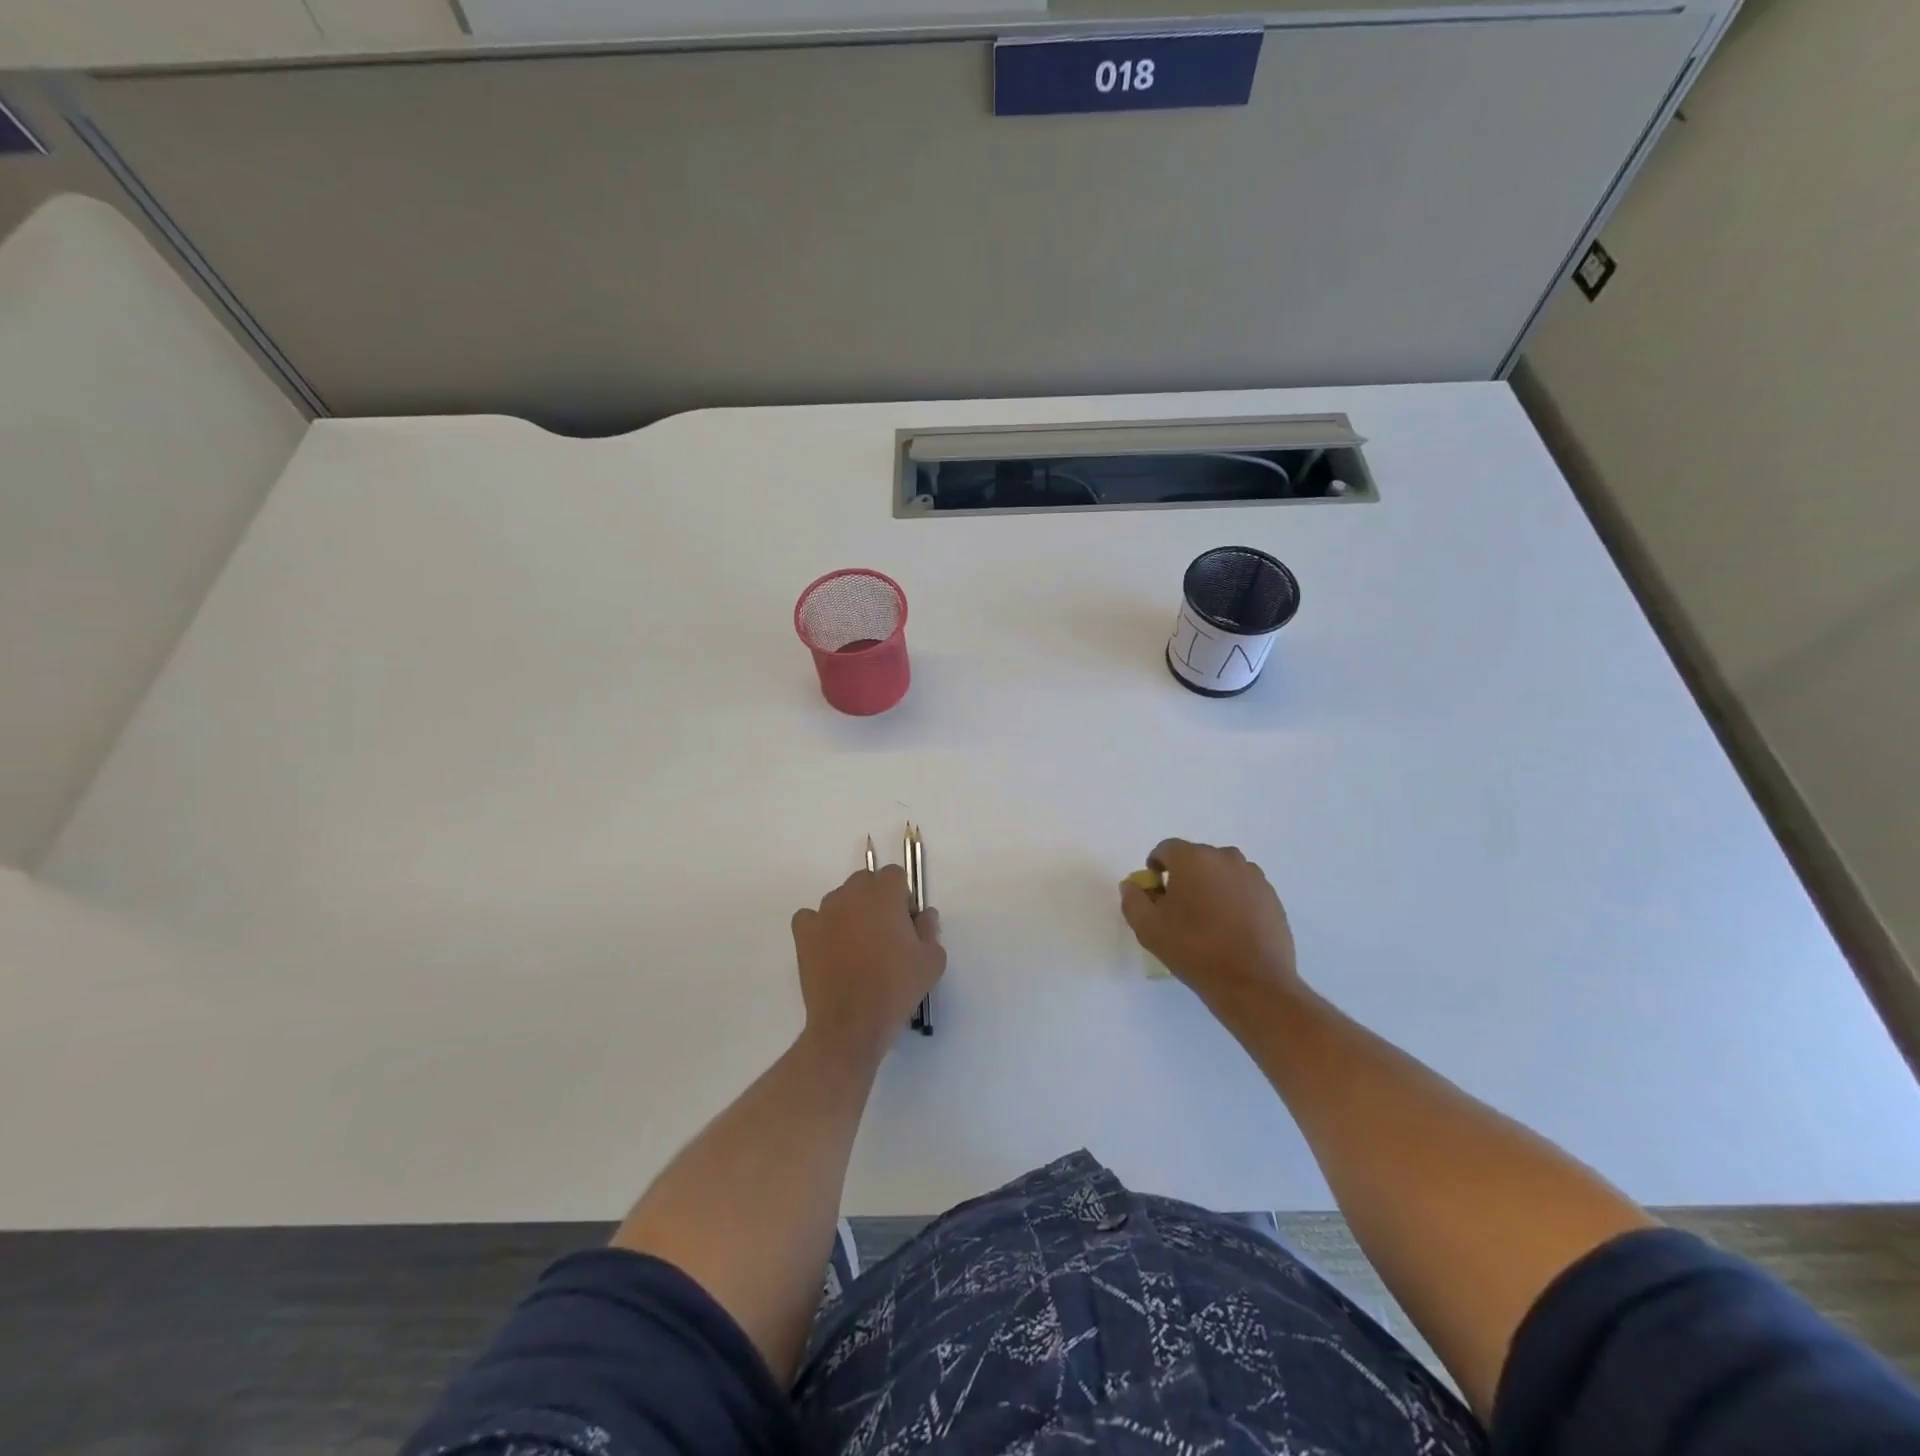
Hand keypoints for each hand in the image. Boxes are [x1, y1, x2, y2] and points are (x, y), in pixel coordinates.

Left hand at [792, 866, 944, 1066]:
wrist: (851, 1024)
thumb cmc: (896, 988)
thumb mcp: (932, 960)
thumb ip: (930, 928)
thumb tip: (922, 915)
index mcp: (884, 894)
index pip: (894, 875)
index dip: (902, 897)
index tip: (906, 924)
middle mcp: (851, 894)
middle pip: (866, 882)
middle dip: (876, 900)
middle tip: (884, 935)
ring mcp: (823, 912)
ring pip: (840, 899)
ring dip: (850, 913)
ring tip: (857, 948)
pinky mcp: (803, 933)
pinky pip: (811, 917)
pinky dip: (821, 927)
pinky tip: (830, 949)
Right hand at [1120, 839, 1299, 1009]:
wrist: (1253, 983)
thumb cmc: (1194, 950)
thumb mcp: (1148, 928)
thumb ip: (1133, 899)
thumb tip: (1134, 884)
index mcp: (1192, 858)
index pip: (1165, 850)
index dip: (1155, 869)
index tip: (1155, 896)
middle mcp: (1225, 857)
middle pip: (1195, 858)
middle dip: (1183, 877)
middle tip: (1178, 910)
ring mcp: (1253, 875)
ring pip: (1221, 872)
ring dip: (1209, 886)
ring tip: (1207, 920)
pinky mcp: (1271, 896)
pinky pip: (1242, 888)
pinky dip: (1233, 899)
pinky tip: (1230, 929)